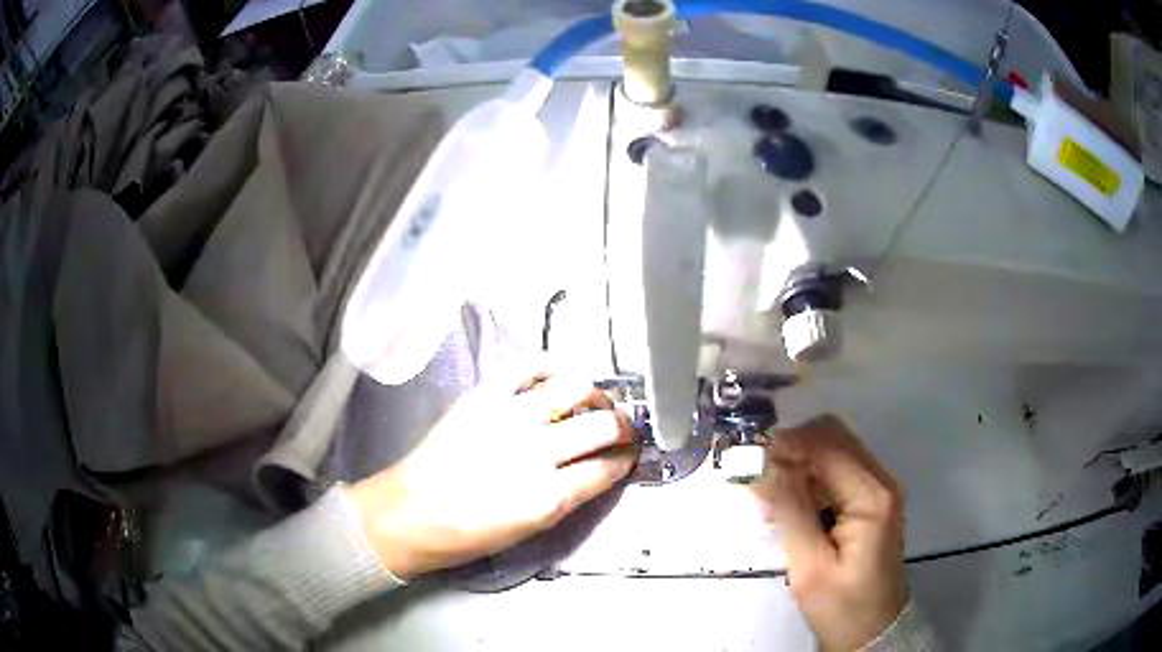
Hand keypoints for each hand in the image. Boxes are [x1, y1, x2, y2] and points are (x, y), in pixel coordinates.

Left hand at [346, 366, 636, 579]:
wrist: (411, 513)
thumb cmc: (469, 533)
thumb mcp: (530, 529)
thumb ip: (569, 496)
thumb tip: (598, 469)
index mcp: (548, 497)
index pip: (606, 468)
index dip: (626, 460)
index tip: (632, 455)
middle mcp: (535, 452)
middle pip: (600, 425)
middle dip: (624, 426)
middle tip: (625, 428)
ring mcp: (508, 417)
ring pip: (573, 388)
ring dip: (596, 393)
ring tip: (597, 400)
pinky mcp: (482, 396)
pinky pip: (525, 366)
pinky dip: (550, 365)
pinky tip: (560, 374)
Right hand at [752, 415, 906, 651]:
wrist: (873, 630)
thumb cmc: (842, 606)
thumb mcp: (810, 567)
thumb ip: (790, 512)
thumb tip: (763, 468)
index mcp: (871, 496)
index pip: (826, 445)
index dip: (786, 445)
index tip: (749, 461)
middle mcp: (880, 481)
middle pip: (832, 436)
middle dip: (792, 448)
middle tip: (758, 477)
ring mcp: (878, 489)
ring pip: (833, 449)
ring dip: (799, 462)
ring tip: (770, 494)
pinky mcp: (871, 501)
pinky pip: (837, 470)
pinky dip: (810, 476)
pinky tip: (791, 504)